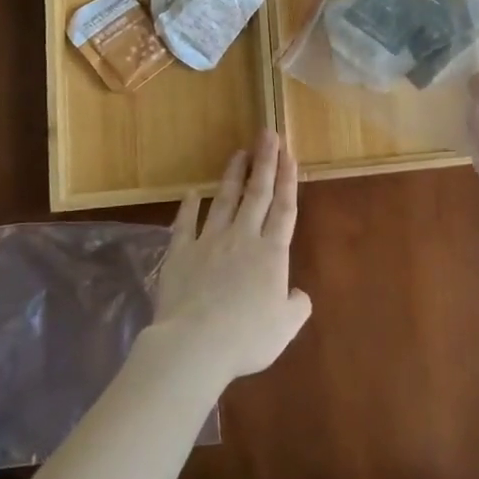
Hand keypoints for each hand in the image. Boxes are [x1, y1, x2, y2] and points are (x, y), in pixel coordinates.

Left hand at [150, 129, 312, 382]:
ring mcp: (209, 242)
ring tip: (238, 152)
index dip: (288, 180)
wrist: (195, 344)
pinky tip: (191, 193)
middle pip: (257, 194)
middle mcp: (243, 238)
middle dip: (264, 162)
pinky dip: (189, 207)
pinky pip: (185, 224)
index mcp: (271, 253)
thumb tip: (298, 294)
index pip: (284, 209)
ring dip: (233, 175)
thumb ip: (297, 306)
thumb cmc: (247, 337)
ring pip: (225, 200)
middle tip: (267, 134)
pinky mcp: (181, 253)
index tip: (289, 154)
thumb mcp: (285, 326)